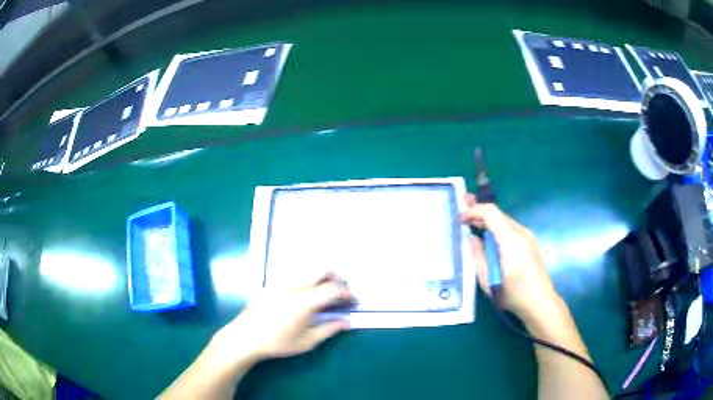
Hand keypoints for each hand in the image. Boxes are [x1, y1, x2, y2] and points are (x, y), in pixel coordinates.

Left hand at [213, 275, 352, 366]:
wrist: (245, 337)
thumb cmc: (277, 342)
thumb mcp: (306, 341)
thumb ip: (329, 329)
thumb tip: (347, 322)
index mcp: (304, 300)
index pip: (333, 288)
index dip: (347, 293)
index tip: (353, 302)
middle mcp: (294, 286)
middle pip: (322, 269)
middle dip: (337, 278)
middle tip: (341, 293)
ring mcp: (281, 283)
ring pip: (308, 271)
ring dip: (322, 279)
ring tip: (325, 297)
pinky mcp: (272, 285)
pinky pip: (296, 277)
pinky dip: (308, 282)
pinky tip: (305, 299)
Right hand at [459, 194, 561, 325]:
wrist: (540, 302)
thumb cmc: (512, 294)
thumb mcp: (487, 280)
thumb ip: (478, 256)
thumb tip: (472, 238)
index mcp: (510, 240)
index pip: (491, 212)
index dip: (473, 211)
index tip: (460, 219)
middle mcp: (521, 232)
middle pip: (498, 213)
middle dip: (479, 210)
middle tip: (462, 203)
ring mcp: (527, 236)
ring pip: (504, 220)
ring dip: (487, 219)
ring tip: (471, 220)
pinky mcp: (529, 242)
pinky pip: (509, 228)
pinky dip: (496, 227)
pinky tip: (488, 236)